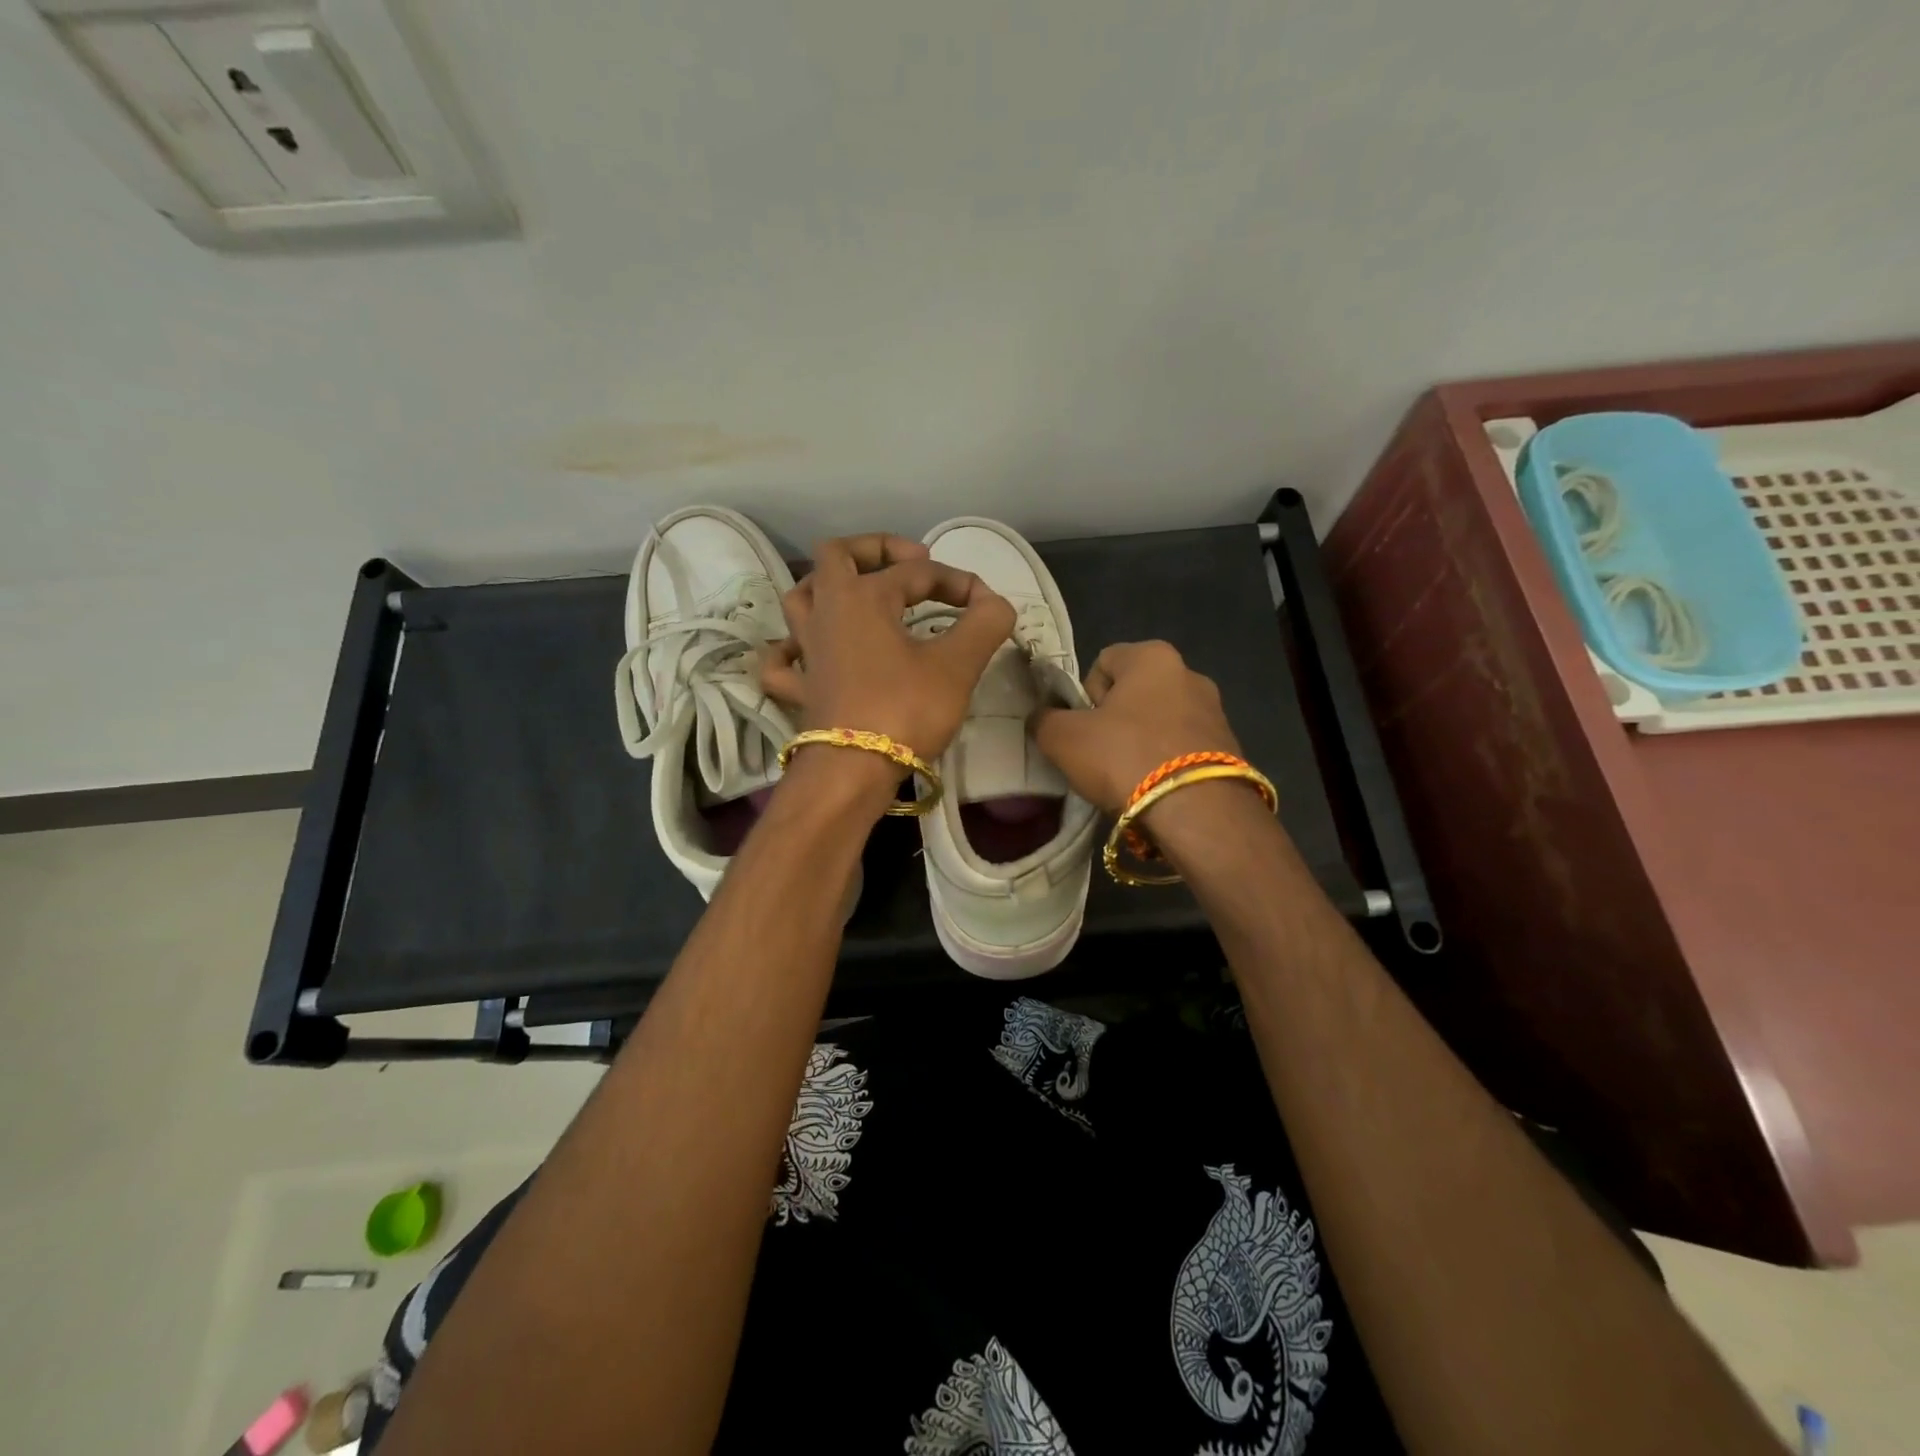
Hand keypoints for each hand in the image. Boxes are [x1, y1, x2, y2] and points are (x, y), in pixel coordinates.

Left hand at [760, 534, 1015, 763]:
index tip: (987, 607)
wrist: (853, 772)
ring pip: (802, 598)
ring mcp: (806, 651)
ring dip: (830, 587)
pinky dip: (793, 648)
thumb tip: (995, 604)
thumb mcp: (958, 664)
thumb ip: (985, 623)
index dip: (958, 581)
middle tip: (911, 564)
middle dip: (876, 549)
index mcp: (862, 596)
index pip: (918, 571)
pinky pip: (783, 659)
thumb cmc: (905, 710)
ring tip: (863, 596)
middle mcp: (826, 612)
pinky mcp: (800, 689)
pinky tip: (810, 651)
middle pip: (836, 556)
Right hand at [1031, 640, 1242, 811]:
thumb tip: (1042, 718)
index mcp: (1153, 656)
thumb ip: (1044, 720)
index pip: (1102, 662)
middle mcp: (1190, 673)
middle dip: (1114, 720)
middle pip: (1133, 692)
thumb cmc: (1124, 757)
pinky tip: (1156, 789)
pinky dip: (1166, 762)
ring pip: (1159, 721)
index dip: (1084, 696)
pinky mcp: (1230, 747)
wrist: (1197, 811)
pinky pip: (1183, 747)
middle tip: (1100, 756)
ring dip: (1141, 742)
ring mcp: (1215, 710)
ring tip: (1128, 778)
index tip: (1082, 729)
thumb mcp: (1063, 739)